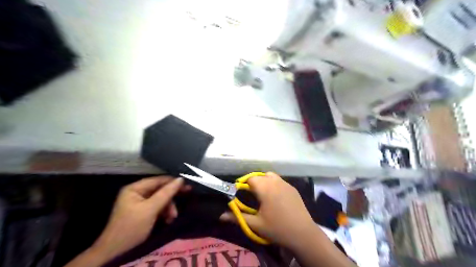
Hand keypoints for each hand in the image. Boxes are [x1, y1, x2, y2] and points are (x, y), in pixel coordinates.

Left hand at [89, 176, 188, 261]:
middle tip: (186, 196)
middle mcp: (137, 192)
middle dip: (171, 198)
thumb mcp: (151, 209)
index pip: (158, 180)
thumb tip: (181, 179)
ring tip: (172, 217)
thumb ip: (166, 193)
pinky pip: (157, 207)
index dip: (173, 181)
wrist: (115, 252)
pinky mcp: (143, 211)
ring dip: (168, 207)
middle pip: (160, 189)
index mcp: (135, 188)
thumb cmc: (132, 227)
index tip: (187, 185)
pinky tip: (168, 219)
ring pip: (160, 199)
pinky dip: (164, 212)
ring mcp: (139, 202)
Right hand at [220, 172, 315, 248]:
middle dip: (253, 183)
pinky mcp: (293, 188)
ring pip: (270, 176)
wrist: (303, 233)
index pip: (250, 179)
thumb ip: (237, 217)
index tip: (241, 194)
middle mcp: (275, 181)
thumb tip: (221, 215)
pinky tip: (275, 197)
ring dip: (264, 181)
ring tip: (263, 194)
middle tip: (251, 196)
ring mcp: (286, 183)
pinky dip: (274, 184)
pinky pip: (279, 181)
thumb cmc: (277, 228)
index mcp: (265, 188)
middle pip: (260, 176)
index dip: (244, 184)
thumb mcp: (255, 224)